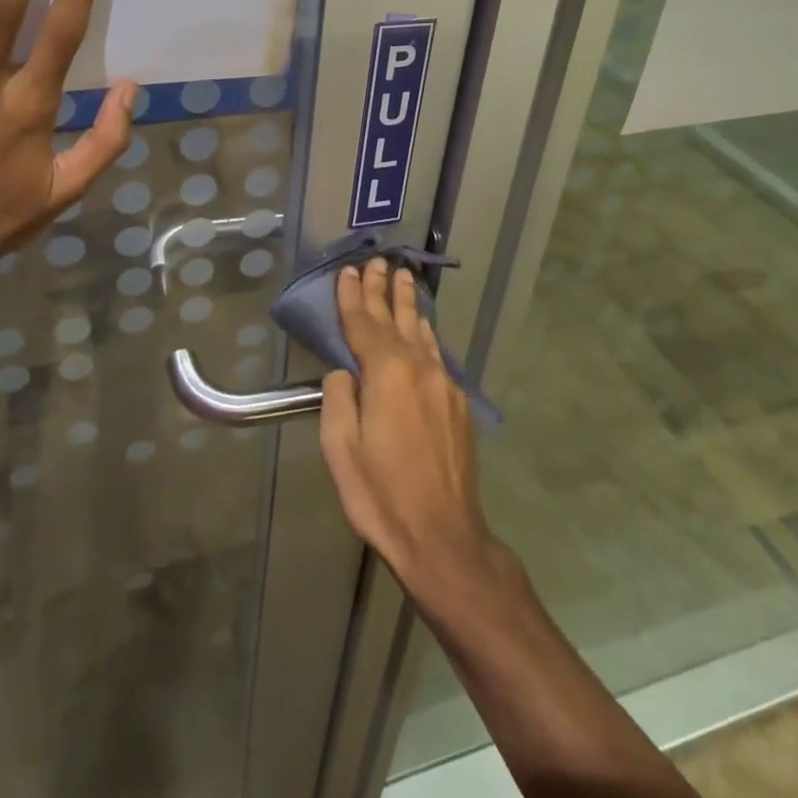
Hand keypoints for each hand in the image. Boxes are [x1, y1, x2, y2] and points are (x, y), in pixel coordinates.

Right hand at [320, 260, 497, 601]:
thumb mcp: (341, 447)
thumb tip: (345, 371)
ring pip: (421, 331)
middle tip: (379, 260)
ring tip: (403, 278)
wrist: (444, 537)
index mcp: (387, 373)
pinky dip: (423, 333)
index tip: (348, 270)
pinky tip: (422, 328)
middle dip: (384, 288)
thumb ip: (339, 397)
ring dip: (408, 303)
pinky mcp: (457, 404)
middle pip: (397, 318)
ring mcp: (443, 384)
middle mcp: (419, 367)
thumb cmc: (382, 493)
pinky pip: (436, 354)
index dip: (352, 296)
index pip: (364, 323)